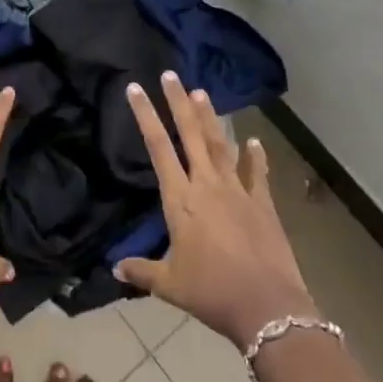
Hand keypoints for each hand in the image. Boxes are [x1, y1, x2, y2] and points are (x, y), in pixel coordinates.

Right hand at [116, 73, 318, 346]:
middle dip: (178, 102)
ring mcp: (238, 191)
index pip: (157, 148)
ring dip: (209, 118)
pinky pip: (258, 173)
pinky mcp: (263, 204)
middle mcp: (207, 185)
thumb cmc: (211, 292)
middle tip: (170, 75)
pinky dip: (256, 156)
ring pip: (220, 145)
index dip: (145, 116)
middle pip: (189, 134)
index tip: (136, 88)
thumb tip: (115, 267)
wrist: (267, 306)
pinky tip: (254, 140)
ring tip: (201, 92)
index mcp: (180, 199)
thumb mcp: (169, 285)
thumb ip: (141, 271)